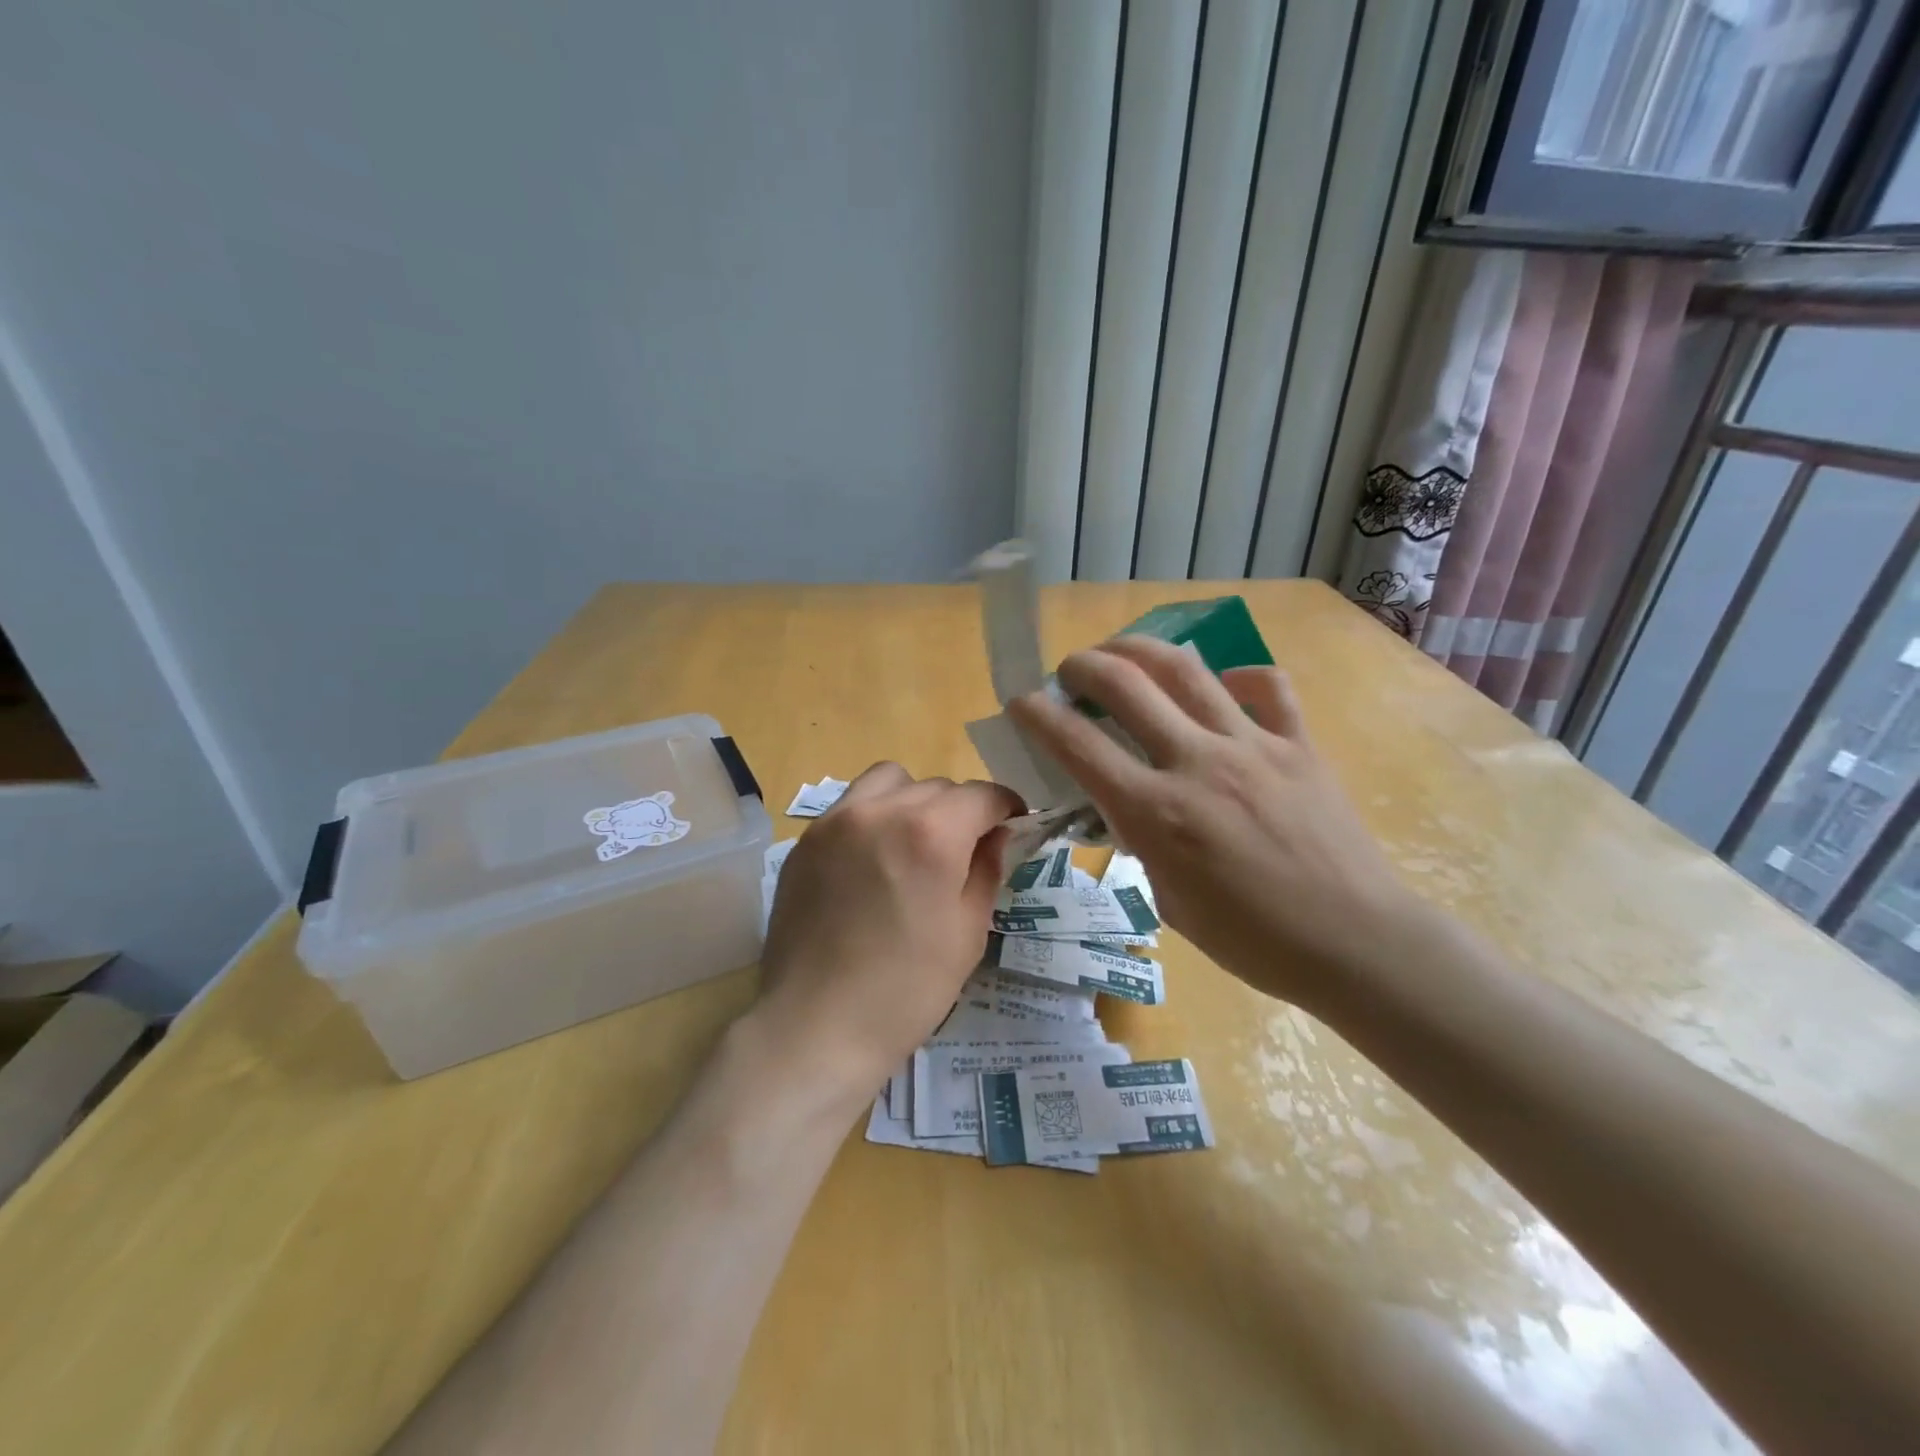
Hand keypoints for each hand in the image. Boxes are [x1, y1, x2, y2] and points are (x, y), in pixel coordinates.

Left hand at [753, 763, 1023, 1112]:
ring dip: (913, 800)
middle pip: (937, 786)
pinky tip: (872, 861)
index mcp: (931, 832)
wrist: (816, 1027)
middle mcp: (881, 810)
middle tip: (965, 849)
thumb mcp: (968, 932)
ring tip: (914, 843)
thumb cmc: (906, 989)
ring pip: (889, 782)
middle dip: (961, 810)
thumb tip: (996, 835)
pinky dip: (874, 816)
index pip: (981, 795)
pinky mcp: (806, 841)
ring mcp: (835, 821)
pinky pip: (851, 806)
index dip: (1006, 807)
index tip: (1013, 825)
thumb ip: (987, 869)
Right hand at [1007, 636, 1415, 1010]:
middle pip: (1126, 684)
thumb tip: (1127, 805)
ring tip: (1123, 651)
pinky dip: (1237, 677)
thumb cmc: (1253, 941)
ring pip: (1188, 669)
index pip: (1077, 744)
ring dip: (1141, 650)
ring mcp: (1254, 745)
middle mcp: (1198, 763)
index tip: (1021, 701)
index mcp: (1157, 813)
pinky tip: (1224, 687)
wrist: (1355, 944)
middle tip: (1071, 670)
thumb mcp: (1169, 901)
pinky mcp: (1299, 744)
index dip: (1037, 714)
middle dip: (1084, 665)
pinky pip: (1267, 686)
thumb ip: (1141, 842)